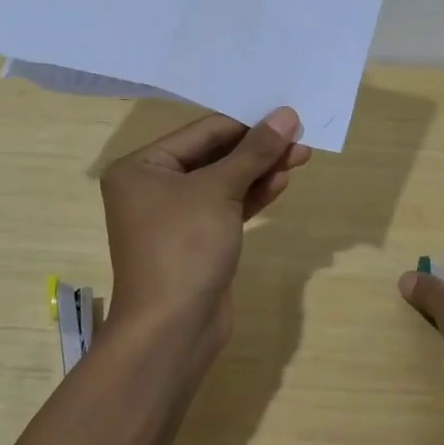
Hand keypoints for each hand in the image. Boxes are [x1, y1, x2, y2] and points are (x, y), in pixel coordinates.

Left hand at [100, 108, 310, 355]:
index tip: (285, 114)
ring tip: (302, 156)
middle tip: (300, 137)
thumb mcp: (219, 190)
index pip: (202, 132)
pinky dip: (252, 196)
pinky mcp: (197, 242)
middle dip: (257, 148)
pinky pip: (227, 208)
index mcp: (142, 167)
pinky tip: (281, 182)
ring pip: (223, 183)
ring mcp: (175, 217)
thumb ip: (254, 151)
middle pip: (213, 156)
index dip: (246, 122)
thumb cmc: (184, 246)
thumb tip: (286, 115)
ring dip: (260, 170)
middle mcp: (153, 187)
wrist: (172, 330)